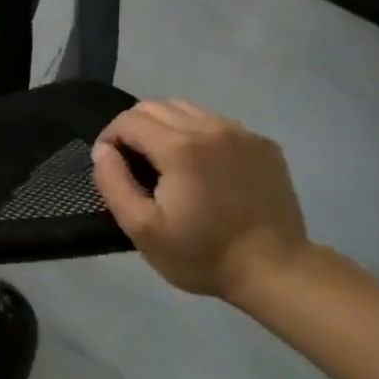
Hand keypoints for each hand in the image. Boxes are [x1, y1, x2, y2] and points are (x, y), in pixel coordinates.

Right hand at [90, 100, 307, 300]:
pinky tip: (203, 168)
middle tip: (134, 165)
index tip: (111, 166)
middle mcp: (211, 128)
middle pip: (155, 107)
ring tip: (166, 163)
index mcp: (179, 147)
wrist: (276, 271)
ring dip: (165, 128)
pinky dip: (198, 135)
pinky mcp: (263, 145)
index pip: (128, 120)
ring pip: (186, 110)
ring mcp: (242, 134)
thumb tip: (102, 150)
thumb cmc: (202, 253)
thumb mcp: (142, 228)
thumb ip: (113, 182)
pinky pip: (216, 124)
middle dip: (134, 129)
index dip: (109, 138)